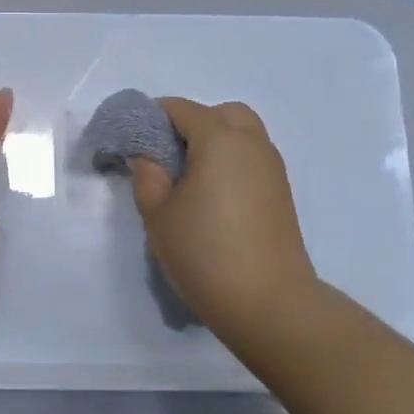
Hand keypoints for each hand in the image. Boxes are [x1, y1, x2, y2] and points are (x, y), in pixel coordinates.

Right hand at [129, 98, 320, 347]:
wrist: (269, 304)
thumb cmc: (204, 252)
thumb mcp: (158, 214)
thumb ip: (147, 175)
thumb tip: (146, 154)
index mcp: (219, 139)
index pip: (180, 109)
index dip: (152, 118)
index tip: (132, 143)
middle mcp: (251, 143)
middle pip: (221, 114)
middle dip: (191, 124)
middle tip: (167, 157)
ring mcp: (272, 168)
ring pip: (242, 135)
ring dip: (214, 143)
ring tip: (188, 180)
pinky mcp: (281, 193)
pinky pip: (252, 159)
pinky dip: (231, 163)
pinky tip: (212, 197)